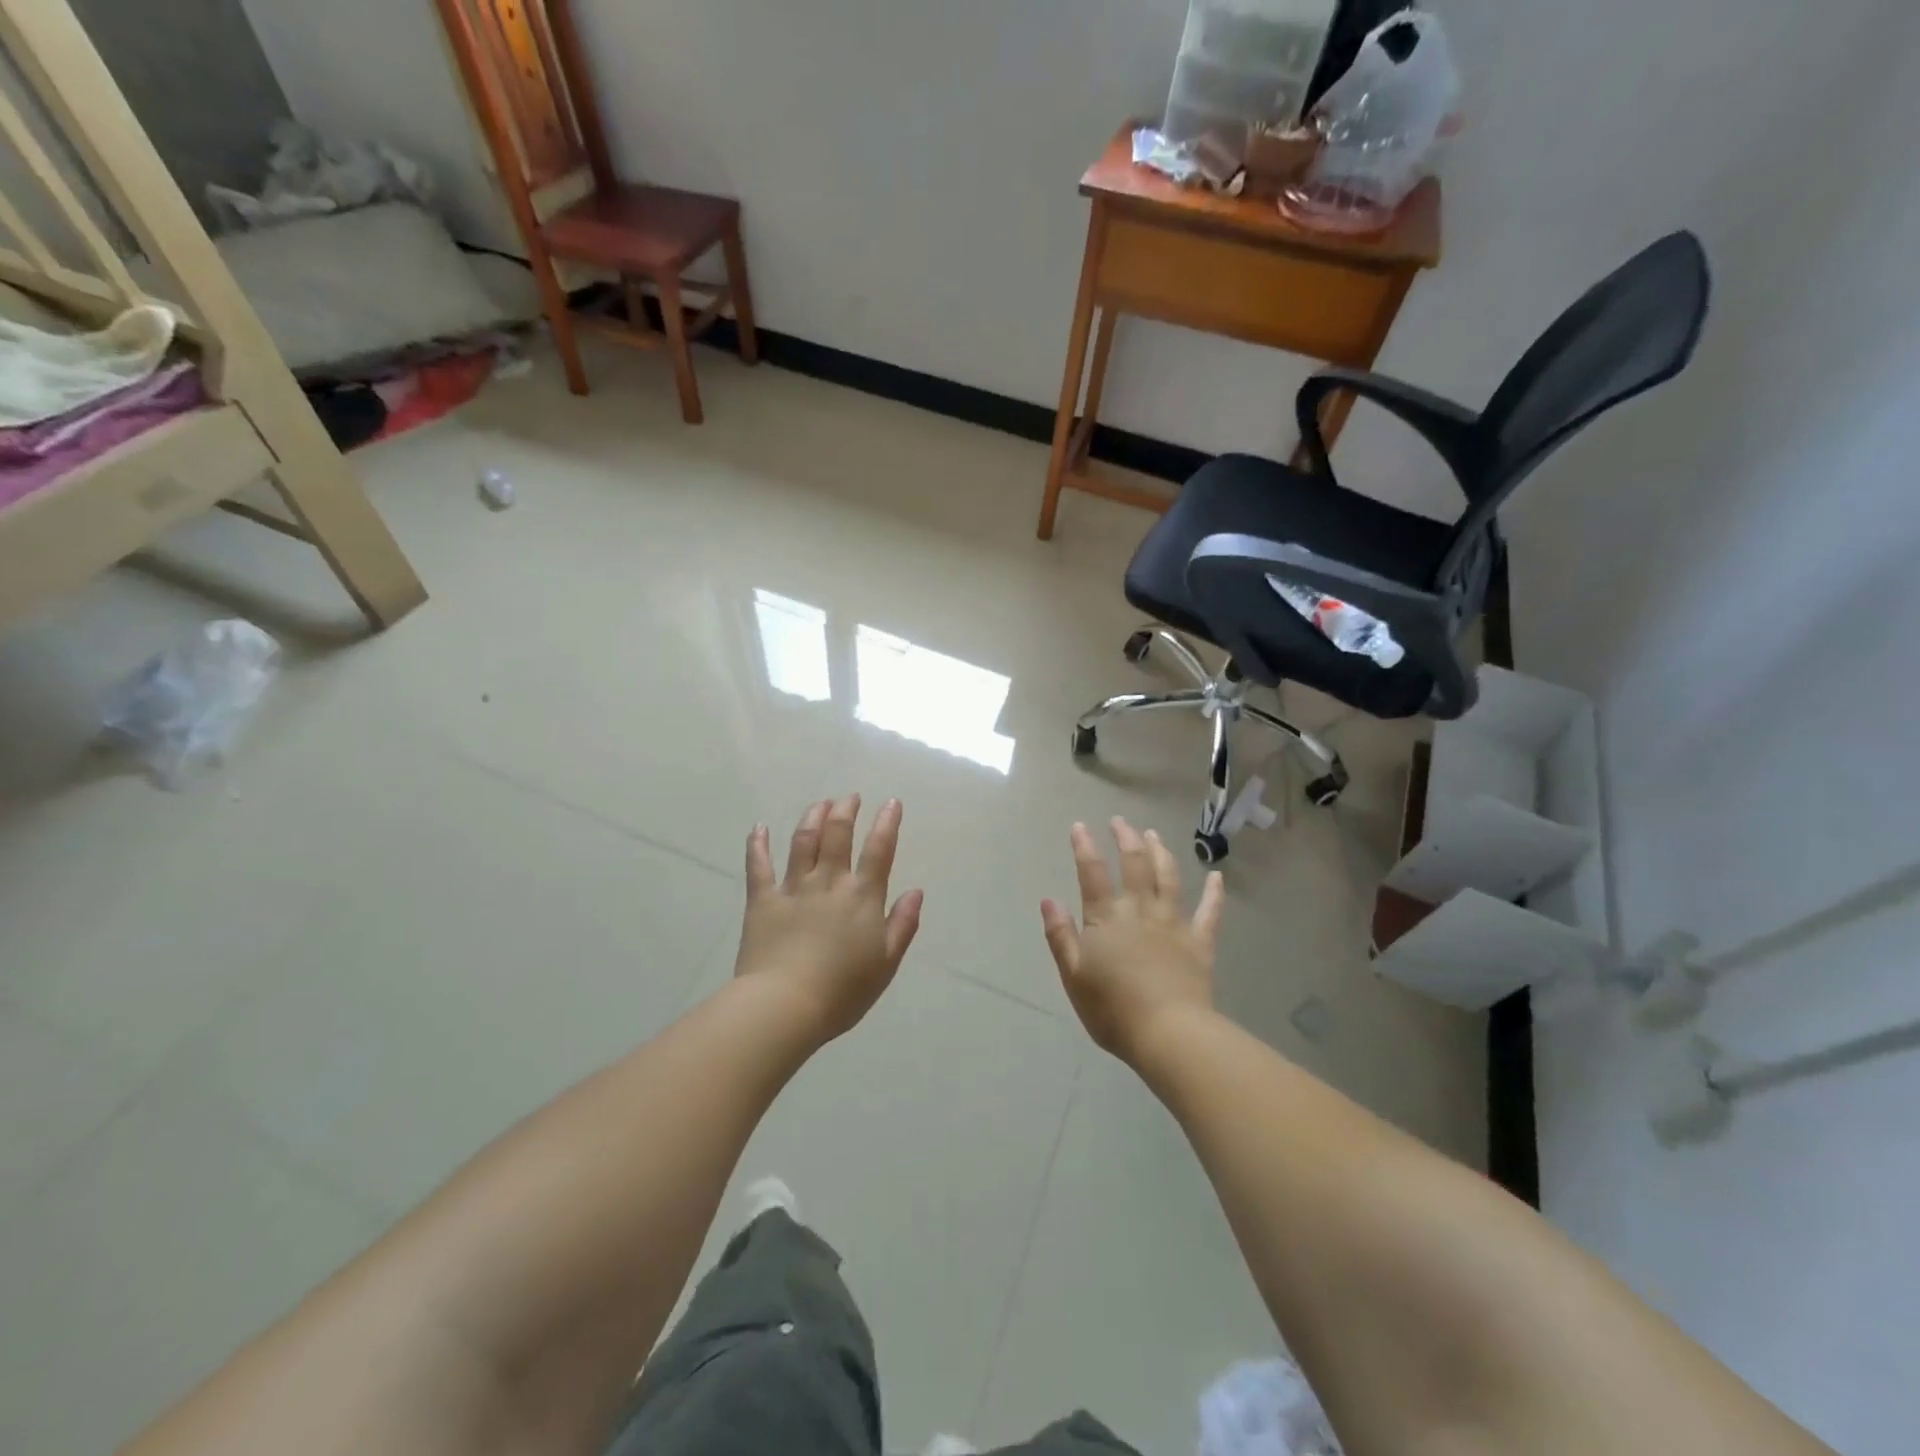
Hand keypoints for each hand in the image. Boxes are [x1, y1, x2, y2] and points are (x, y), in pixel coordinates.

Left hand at [736, 796, 923, 1044]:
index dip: (887, 823)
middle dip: (846, 810)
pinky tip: (759, 827)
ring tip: (820, 803)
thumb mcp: (886, 963)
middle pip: (838, 835)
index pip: (879, 850)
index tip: (891, 802)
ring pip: (803, 841)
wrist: (785, 1005)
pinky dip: (758, 844)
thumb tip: (916, 891)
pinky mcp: (762, 900)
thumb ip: (902, 925)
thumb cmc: (843, 991)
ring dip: (813, 817)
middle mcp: (829, 882)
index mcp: (862, 897)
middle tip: (850, 797)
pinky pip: (759, 866)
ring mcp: (793, 888)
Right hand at [1041, 818, 1224, 1062]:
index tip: (1080, 826)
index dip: (1085, 847)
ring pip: (1169, 877)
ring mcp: (1173, 923)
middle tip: (1120, 821)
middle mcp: (1140, 910)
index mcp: (1106, 918)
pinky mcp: (1200, 941)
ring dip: (1161, 852)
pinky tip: (1217, 876)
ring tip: (1154, 835)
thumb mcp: (1073, 975)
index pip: (1092, 873)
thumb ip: (1060, 935)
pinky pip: (1210, 911)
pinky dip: (1215, 892)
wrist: (1168, 1033)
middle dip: (1126, 838)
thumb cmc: (1112, 1009)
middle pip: (1134, 864)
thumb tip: (1048, 899)